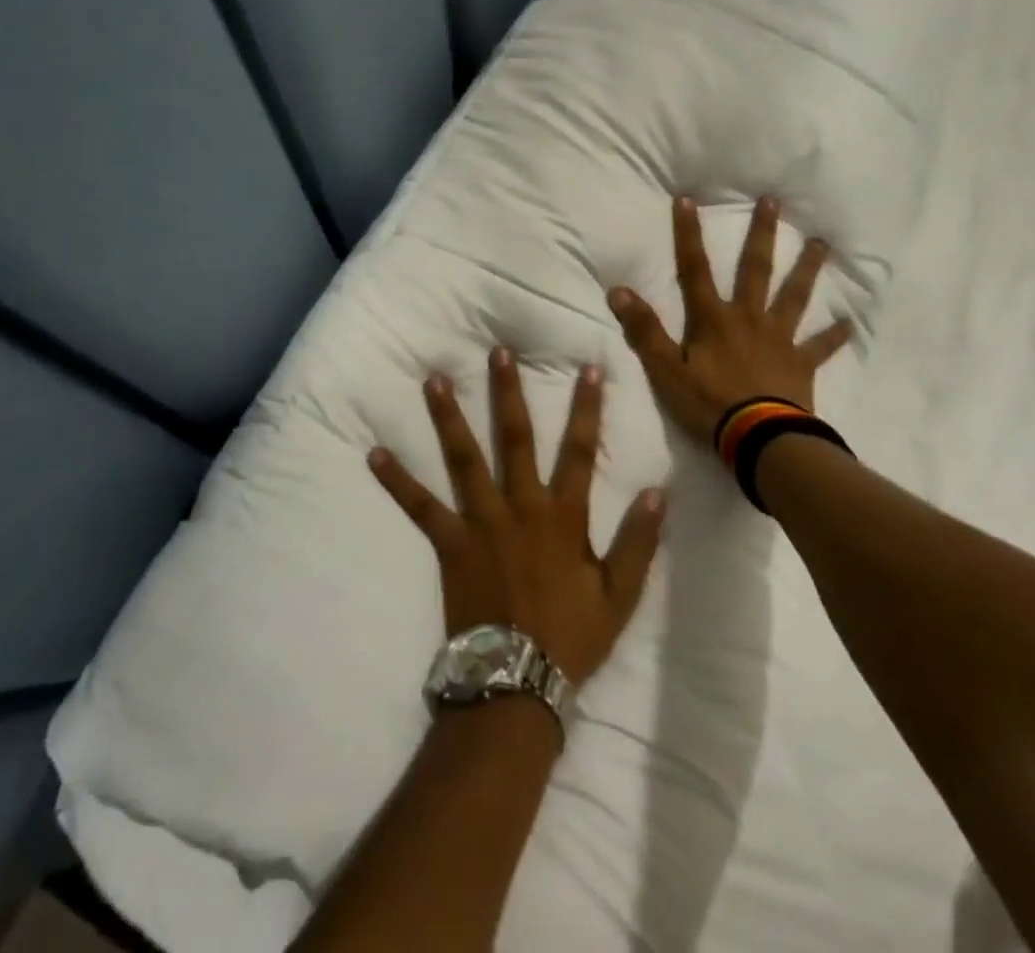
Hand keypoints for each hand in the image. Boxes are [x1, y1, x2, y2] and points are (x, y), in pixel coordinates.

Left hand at [369, 347, 665, 687]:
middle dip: (508, 392)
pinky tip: (376, 452)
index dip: (586, 407)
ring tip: (435, 381)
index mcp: (563, 515)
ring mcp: (481, 521)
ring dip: (450, 418)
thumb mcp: (620, 594)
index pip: (580, 450)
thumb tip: (658, 491)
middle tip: (498, 352)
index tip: (588, 368)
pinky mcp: (450, 543)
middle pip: (516, 438)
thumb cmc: (570, 637)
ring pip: (465, 459)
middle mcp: (521, 506)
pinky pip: (420, 506)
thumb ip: (639, 540)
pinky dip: (398, 480)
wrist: (517, 682)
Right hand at [607, 195, 851, 450]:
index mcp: (713, 319)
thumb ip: (644, 330)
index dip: (688, 235)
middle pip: (756, 269)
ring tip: (822, 244)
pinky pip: (820, 347)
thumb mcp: (665, 370)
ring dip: (807, 269)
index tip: (688, 199)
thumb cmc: (709, 403)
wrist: (759, 438)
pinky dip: (833, 336)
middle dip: (761, 234)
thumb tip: (619, 290)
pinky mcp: (801, 364)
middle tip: (773, 201)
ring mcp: (779, 339)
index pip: (695, 269)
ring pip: (795, 297)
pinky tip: (848, 323)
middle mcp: (749, 318)